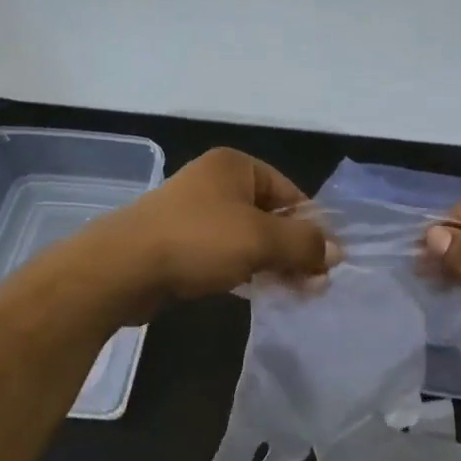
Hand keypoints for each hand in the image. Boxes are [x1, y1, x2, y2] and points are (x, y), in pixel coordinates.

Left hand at [96, 148, 333, 315]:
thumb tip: (337, 252)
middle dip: (293, 250)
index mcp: (236, 166)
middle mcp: (216, 182)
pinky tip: (257, 293)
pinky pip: (224, 254)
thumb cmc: (198, 241)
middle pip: (270, 216)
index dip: (312, 227)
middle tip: (313, 285)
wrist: (122, 268)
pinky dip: (244, 270)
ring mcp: (194, 212)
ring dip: (272, 264)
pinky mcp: (179, 242)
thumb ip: (304, 244)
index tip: (327, 263)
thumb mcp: (260, 240)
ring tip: (292, 293)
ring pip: (248, 238)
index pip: (291, 193)